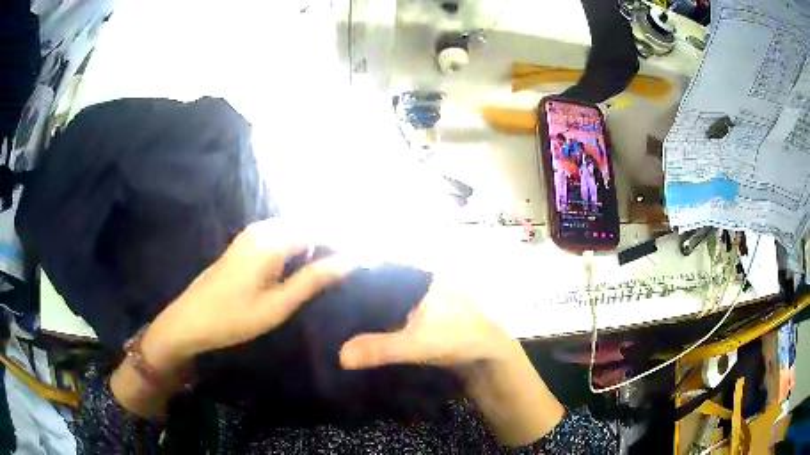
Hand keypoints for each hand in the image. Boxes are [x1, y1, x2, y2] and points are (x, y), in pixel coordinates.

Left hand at [141, 219, 348, 370]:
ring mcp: (252, 234)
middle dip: (331, 241)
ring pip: (295, 230)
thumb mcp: (278, 305)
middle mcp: (263, 229)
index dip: (344, 241)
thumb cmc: (233, 317)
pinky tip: (303, 267)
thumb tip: (350, 261)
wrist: (189, 320)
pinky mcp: (245, 244)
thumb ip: (313, 279)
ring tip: (333, 268)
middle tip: (351, 266)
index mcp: (272, 240)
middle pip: (308, 225)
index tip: (364, 258)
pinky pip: (281, 237)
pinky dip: (298, 248)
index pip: (320, 229)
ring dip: (315, 245)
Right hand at [339, 284, 518, 370]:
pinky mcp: (416, 313)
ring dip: (360, 308)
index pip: (371, 268)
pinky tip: (355, 329)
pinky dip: (372, 319)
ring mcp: (415, 296)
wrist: (487, 353)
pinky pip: (387, 312)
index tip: (319, 288)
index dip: (346, 277)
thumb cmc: (458, 337)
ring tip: (330, 316)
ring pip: (379, 297)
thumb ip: (380, 348)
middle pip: (372, 283)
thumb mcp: (417, 343)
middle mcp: (413, 280)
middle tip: (321, 306)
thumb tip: (340, 356)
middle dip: (349, 294)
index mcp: (414, 276)